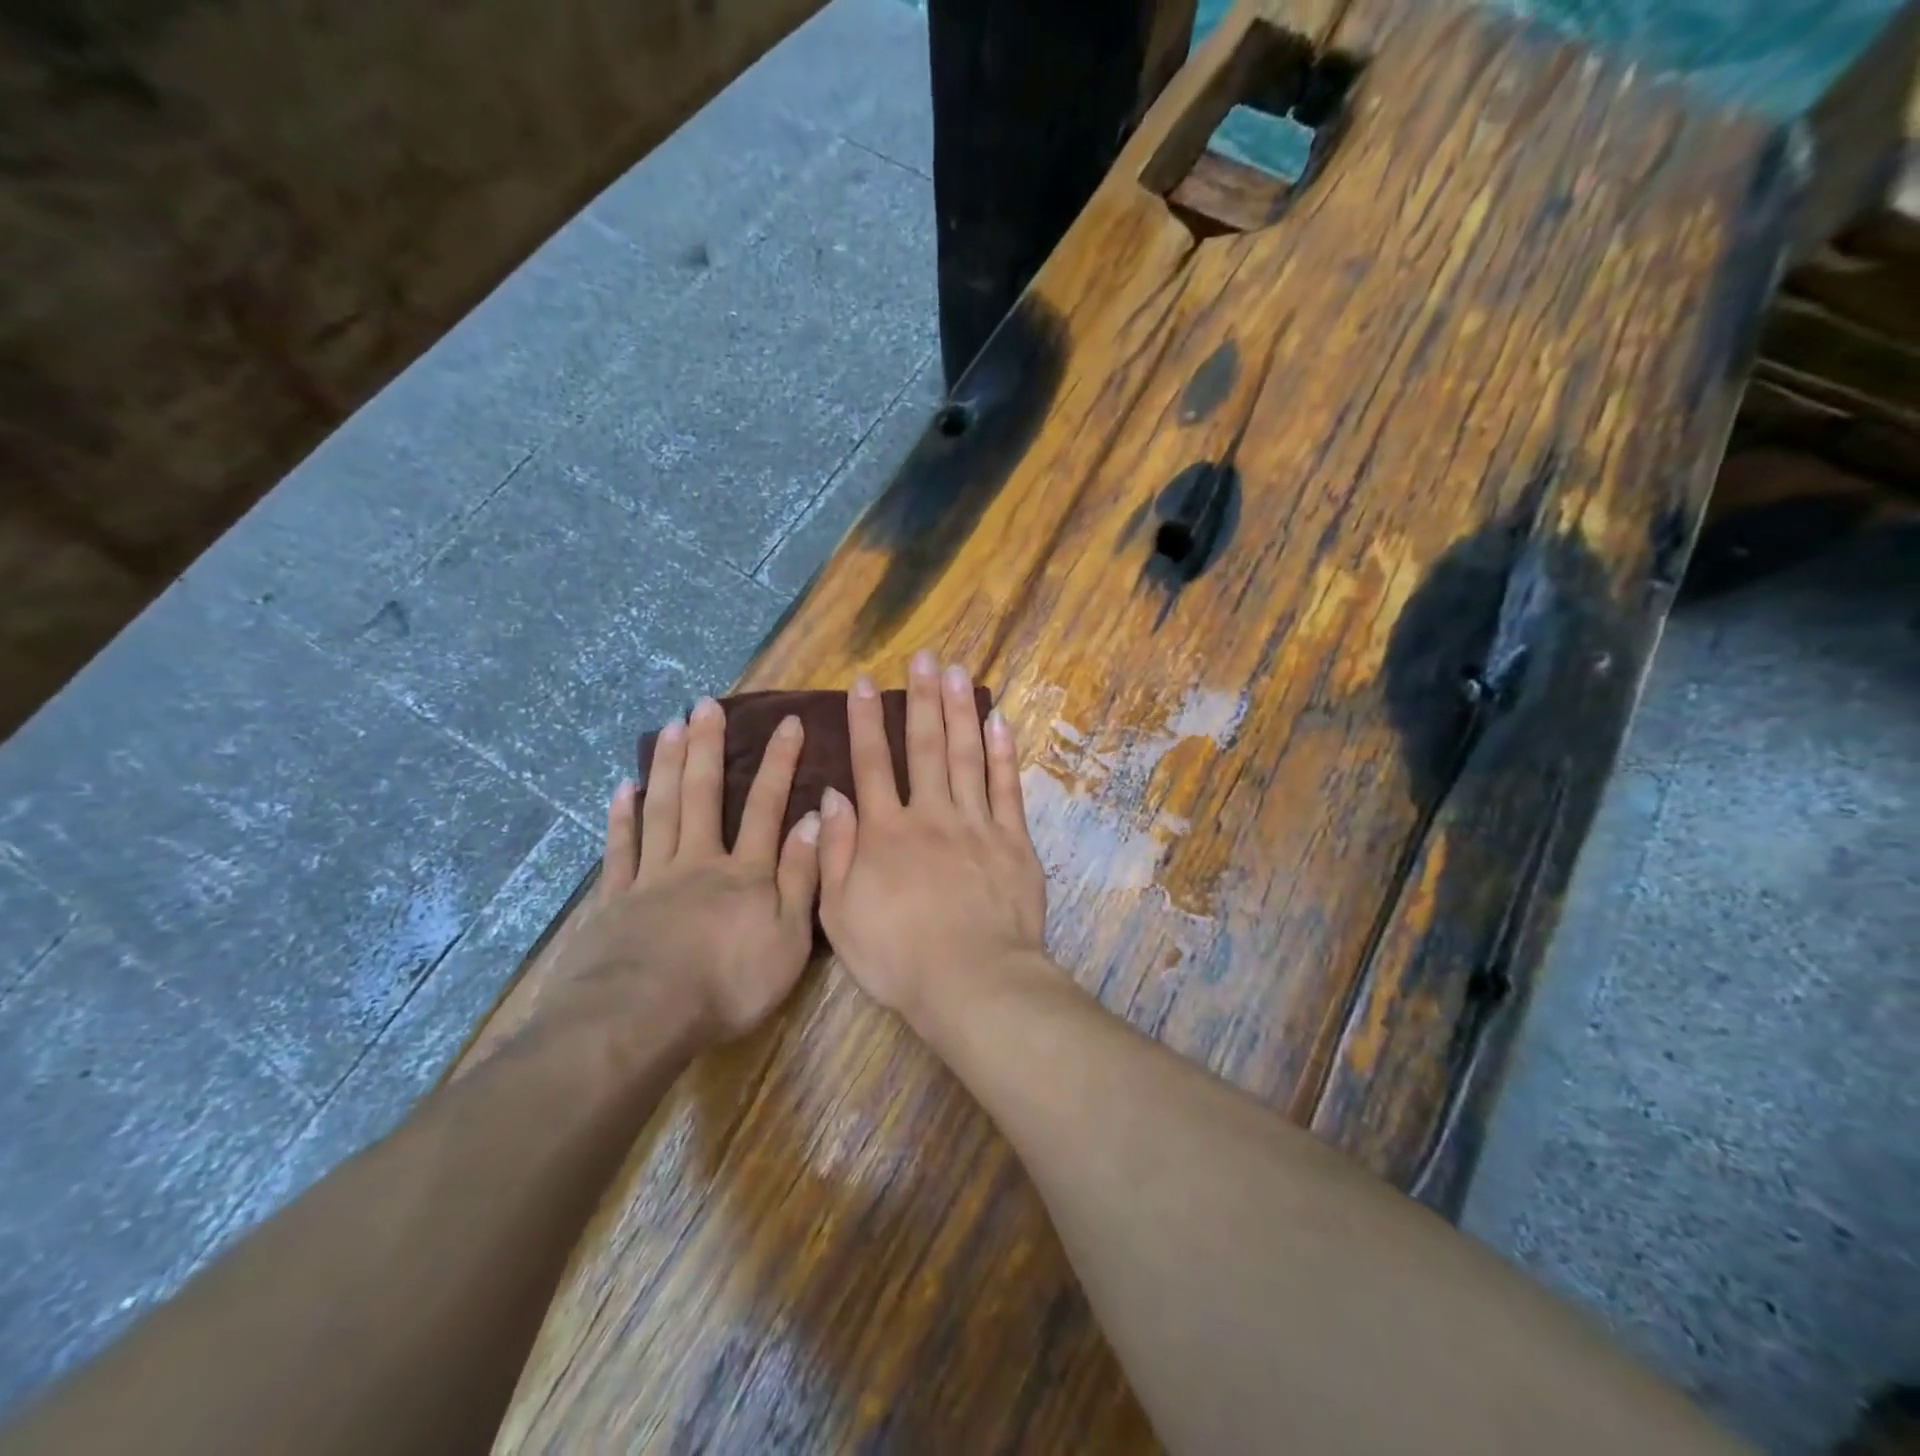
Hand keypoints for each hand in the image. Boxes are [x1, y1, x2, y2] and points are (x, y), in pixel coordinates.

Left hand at [558, 696, 821, 1046]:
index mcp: (745, 873)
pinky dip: (622, 817)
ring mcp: (652, 877)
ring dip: (669, 766)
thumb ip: (801, 877)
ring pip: (662, 809)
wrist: (641, 1017)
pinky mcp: (615, 900)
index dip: (779, 764)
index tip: (788, 722)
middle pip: (704, 794)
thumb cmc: (728, 984)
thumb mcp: (788, 938)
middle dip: (709, 747)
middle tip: (707, 705)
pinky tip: (623, 788)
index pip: (767, 807)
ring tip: (672, 726)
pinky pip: (620, 849)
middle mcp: (698, 861)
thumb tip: (816, 820)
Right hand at [817, 652, 1047, 1027]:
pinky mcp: (1013, 841)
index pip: (872, 764)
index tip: (864, 683)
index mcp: (885, 832)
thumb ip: (835, 851)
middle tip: (924, 657)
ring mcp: (976, 824)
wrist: (971, 980)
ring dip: (961, 711)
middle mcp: (930, 815)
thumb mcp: (840, 914)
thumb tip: (832, 796)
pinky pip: (1007, 788)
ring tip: (959, 672)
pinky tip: (999, 721)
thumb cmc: (897, 956)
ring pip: (967, 755)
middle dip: (922, 698)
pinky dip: (1003, 753)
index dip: (866, 721)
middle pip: (925, 746)